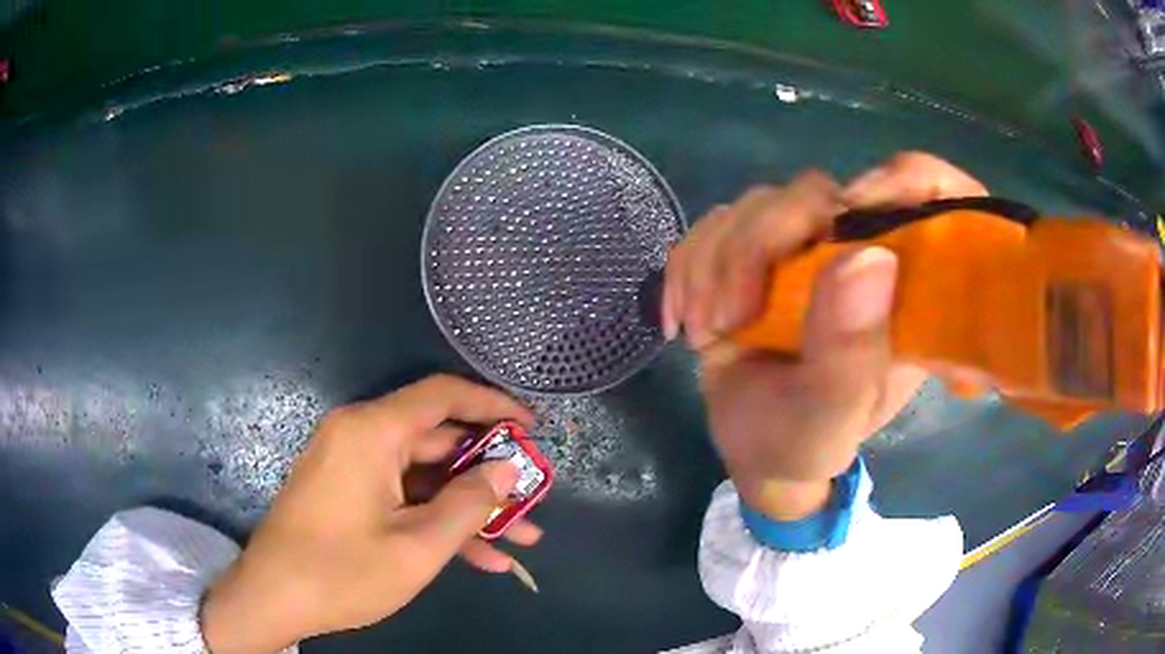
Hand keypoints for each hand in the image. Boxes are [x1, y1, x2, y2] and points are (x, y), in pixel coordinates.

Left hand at [201, 375, 538, 652]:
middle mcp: (361, 437)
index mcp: (372, 432)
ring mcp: (354, 467)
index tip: (533, 429)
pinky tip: (480, 559)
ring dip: (470, 508)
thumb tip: (507, 470)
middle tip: (534, 501)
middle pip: (439, 441)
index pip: (443, 396)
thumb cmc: (342, 572)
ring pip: (426, 477)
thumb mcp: (417, 547)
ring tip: (522, 541)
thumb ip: (468, 504)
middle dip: (490, 476)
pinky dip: (438, 521)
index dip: (493, 405)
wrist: (273, 598)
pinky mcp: (349, 493)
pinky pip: (403, 497)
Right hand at [663, 152, 986, 518]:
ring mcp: (801, 245)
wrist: (757, 448)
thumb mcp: (835, 414)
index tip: (850, 216)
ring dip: (713, 264)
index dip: (901, 180)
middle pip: (810, 194)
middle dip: (757, 246)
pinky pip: (712, 225)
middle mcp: (856, 249)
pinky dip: (687, 267)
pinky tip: (684, 319)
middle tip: (732, 317)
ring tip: (707, 331)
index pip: (923, 191)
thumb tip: (867, 257)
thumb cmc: (809, 438)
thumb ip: (852, 352)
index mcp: (902, 284)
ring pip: (753, 205)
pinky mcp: (752, 249)